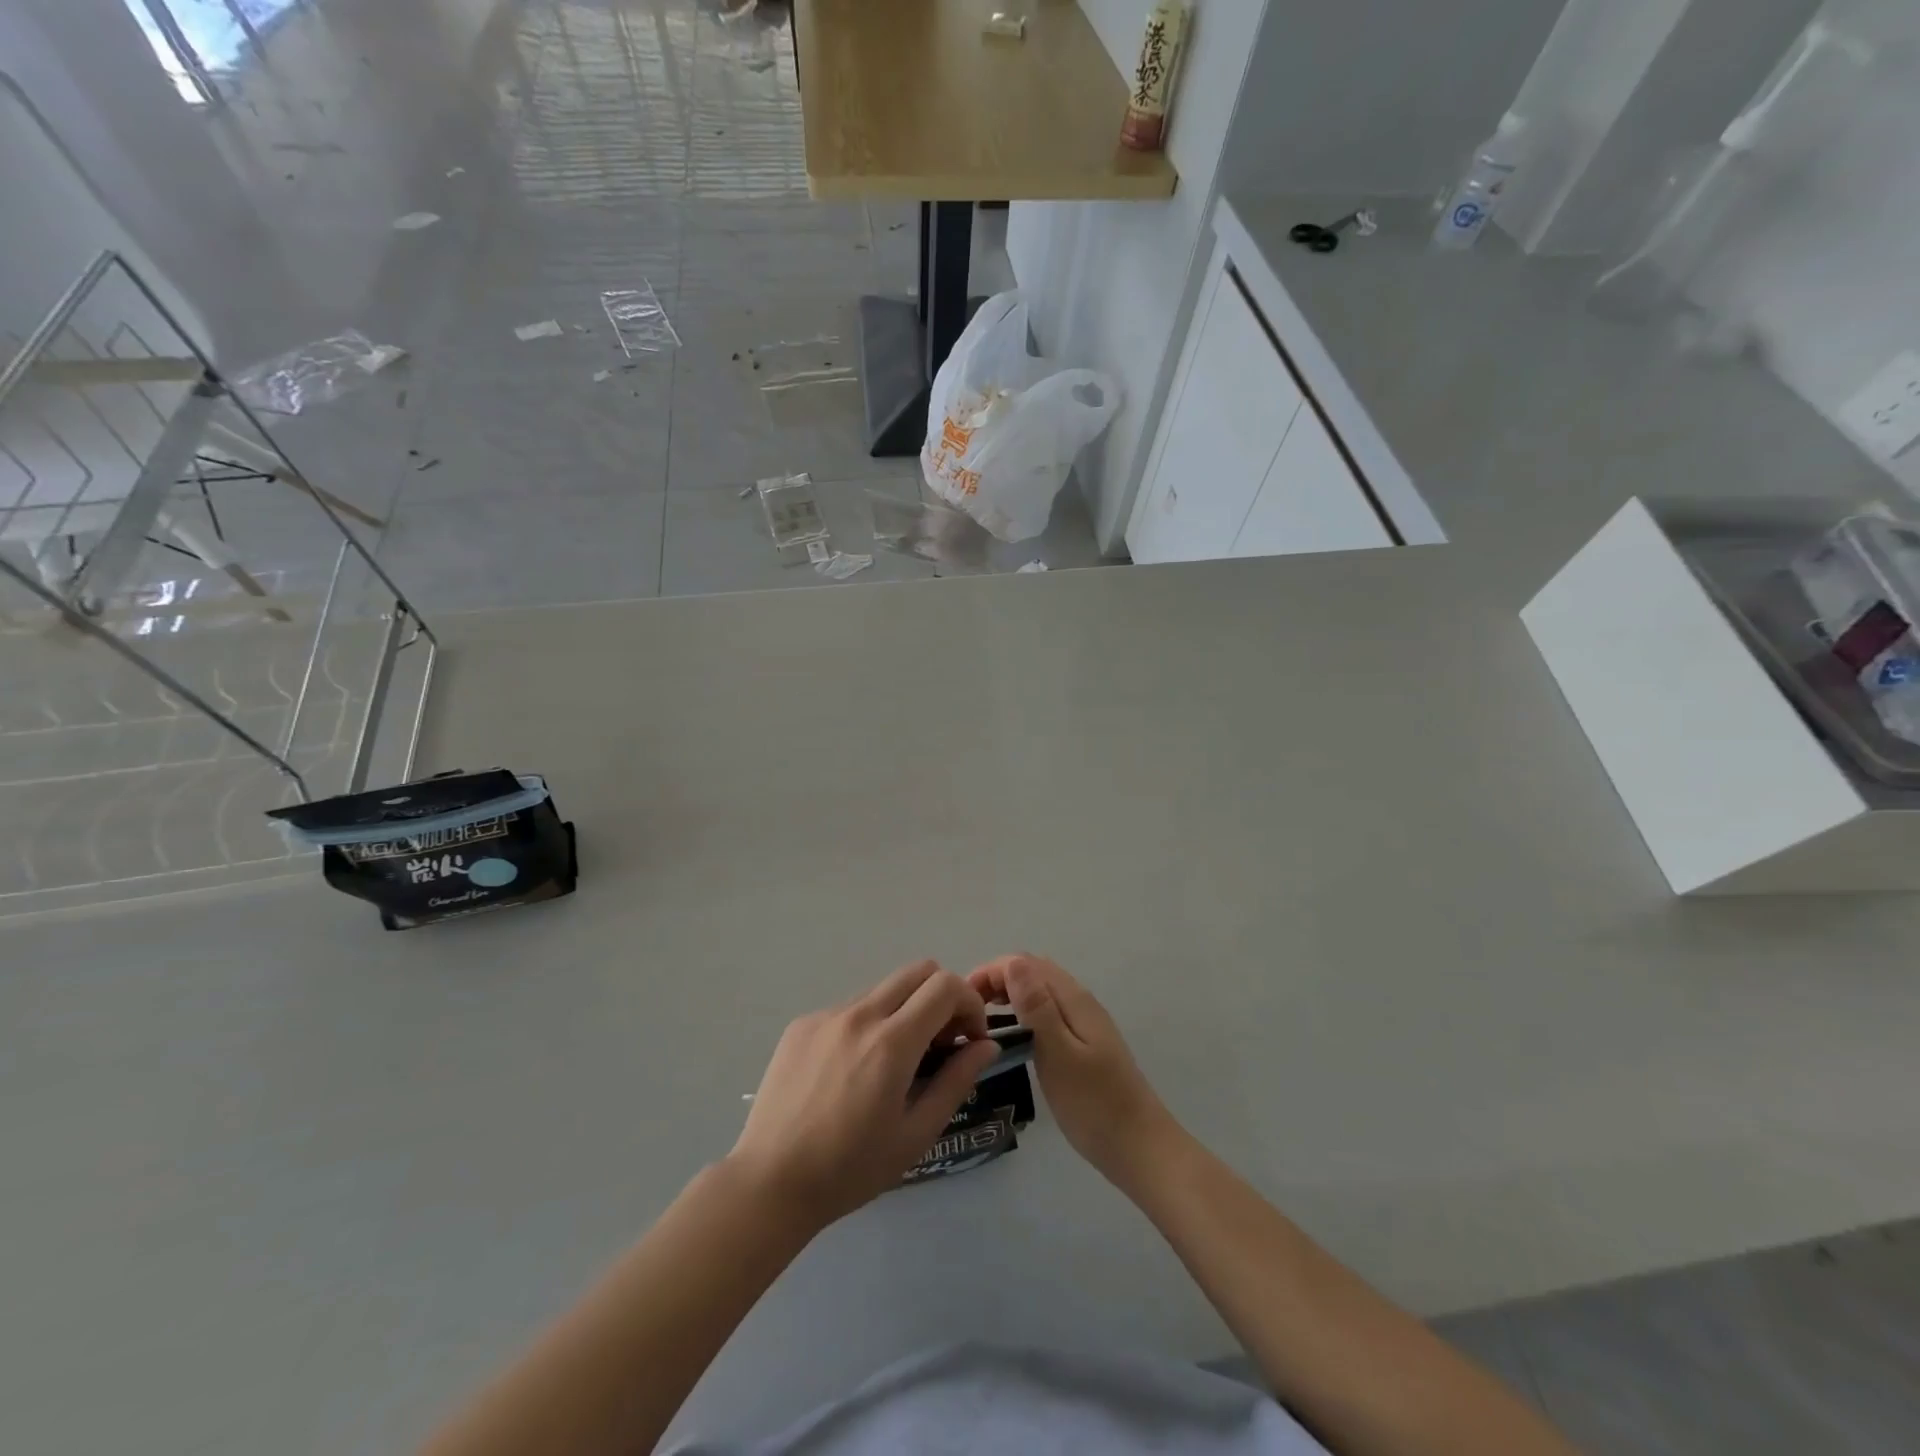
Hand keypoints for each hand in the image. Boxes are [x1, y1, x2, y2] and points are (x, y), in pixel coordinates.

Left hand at [729, 962, 1001, 1231]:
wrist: (769, 1183)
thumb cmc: (850, 1169)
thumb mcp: (916, 1134)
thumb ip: (956, 1081)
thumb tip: (986, 1045)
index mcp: (891, 1042)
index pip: (945, 985)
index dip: (969, 1003)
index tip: (970, 1039)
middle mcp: (859, 1014)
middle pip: (917, 971)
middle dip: (942, 997)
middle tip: (940, 1043)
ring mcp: (826, 1015)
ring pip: (883, 989)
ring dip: (904, 1011)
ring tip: (895, 1062)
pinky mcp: (802, 1024)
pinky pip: (850, 1008)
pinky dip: (869, 1024)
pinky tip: (853, 1071)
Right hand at [968, 954, 1177, 1189]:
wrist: (1140, 1148)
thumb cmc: (1094, 1104)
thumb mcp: (1059, 1054)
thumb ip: (1037, 1007)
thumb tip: (1013, 963)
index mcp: (1073, 999)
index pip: (1026, 963)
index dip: (991, 971)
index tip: (963, 998)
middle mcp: (1079, 1002)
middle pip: (1034, 972)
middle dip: (998, 979)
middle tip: (968, 1009)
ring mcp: (1084, 1023)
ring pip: (1041, 991)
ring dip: (1010, 995)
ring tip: (982, 1021)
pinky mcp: (1084, 1044)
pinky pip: (1048, 1012)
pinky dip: (1024, 1014)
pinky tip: (1012, 1039)